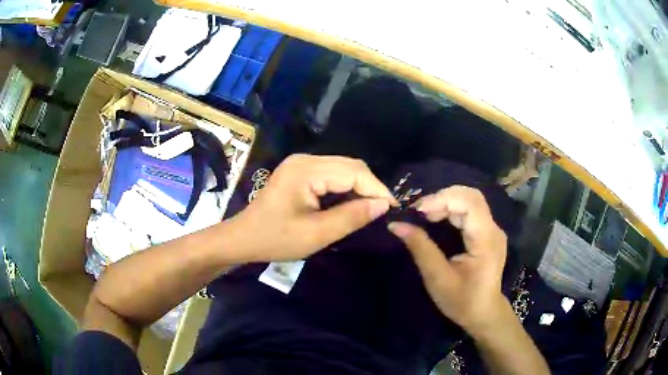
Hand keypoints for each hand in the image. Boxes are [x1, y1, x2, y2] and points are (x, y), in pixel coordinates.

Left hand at [229, 154, 395, 262]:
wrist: (243, 238)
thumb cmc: (274, 239)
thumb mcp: (315, 234)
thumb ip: (350, 218)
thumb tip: (383, 205)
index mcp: (306, 170)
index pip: (354, 172)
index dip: (377, 189)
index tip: (393, 210)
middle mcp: (305, 159)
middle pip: (350, 166)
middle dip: (371, 187)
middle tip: (384, 212)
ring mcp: (302, 163)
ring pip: (344, 169)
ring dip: (360, 187)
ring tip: (372, 210)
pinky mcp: (301, 171)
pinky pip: (332, 174)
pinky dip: (347, 188)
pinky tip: (352, 204)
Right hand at [388, 186, 508, 335]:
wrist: (483, 313)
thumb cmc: (462, 301)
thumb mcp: (437, 278)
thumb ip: (420, 248)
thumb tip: (396, 225)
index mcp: (486, 240)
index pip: (470, 203)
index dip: (443, 199)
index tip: (417, 210)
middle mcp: (493, 229)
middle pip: (471, 197)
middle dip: (443, 198)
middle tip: (419, 212)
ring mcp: (492, 230)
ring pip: (470, 201)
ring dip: (445, 202)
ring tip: (424, 215)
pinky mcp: (488, 233)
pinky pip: (470, 211)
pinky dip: (451, 209)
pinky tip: (437, 219)